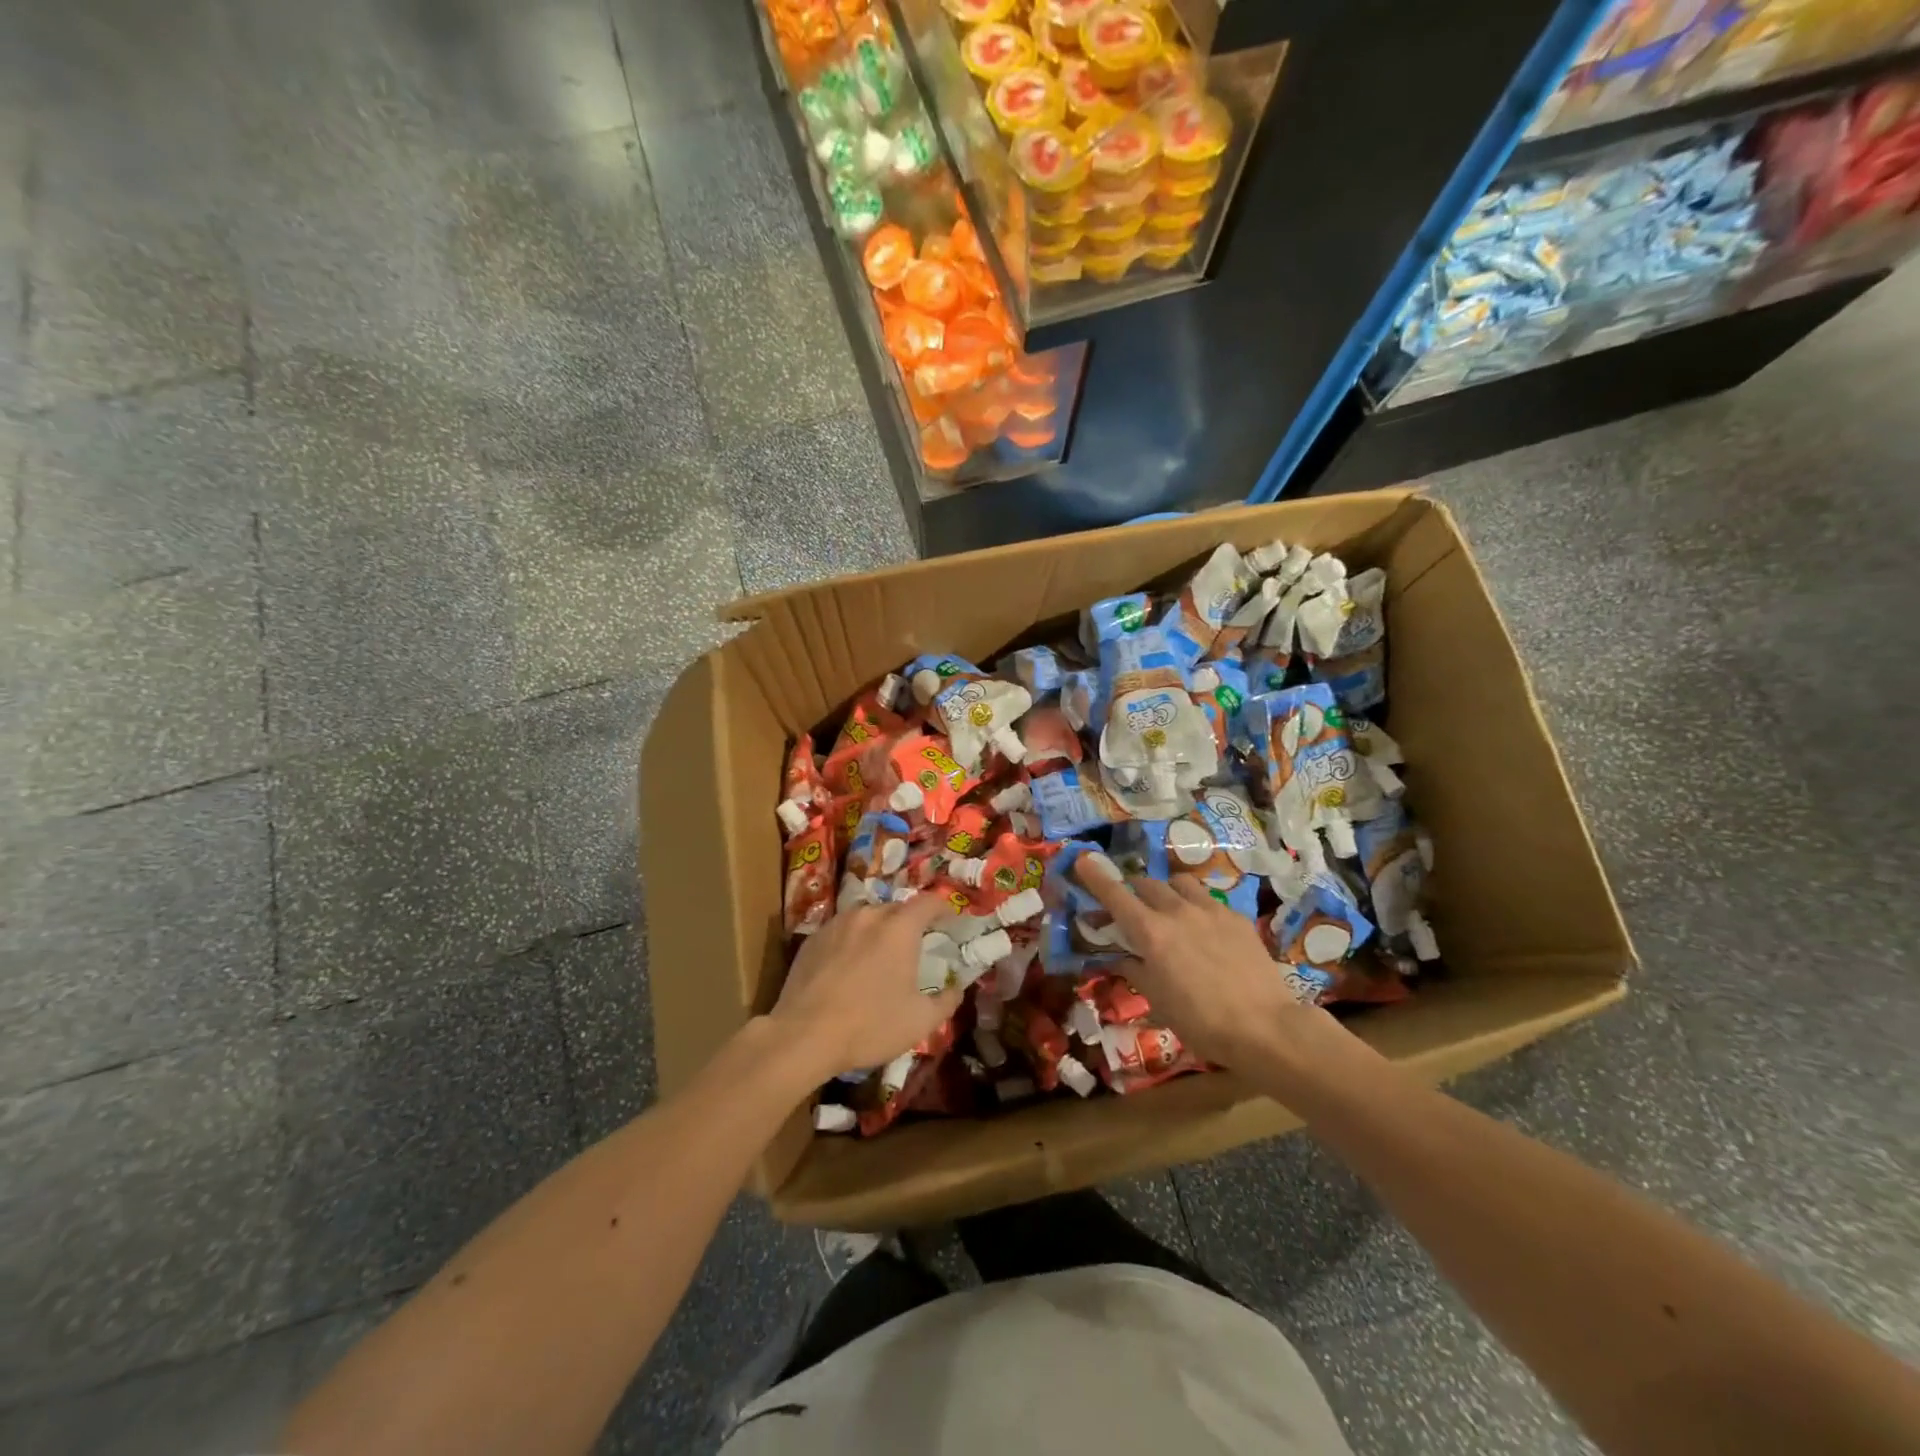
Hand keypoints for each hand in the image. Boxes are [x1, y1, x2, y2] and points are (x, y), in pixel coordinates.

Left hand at [769, 895, 961, 1080]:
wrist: (803, 1035)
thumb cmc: (869, 1026)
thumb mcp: (920, 1021)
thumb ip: (946, 1001)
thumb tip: (957, 988)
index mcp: (899, 928)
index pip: (929, 902)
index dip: (943, 908)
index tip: (951, 921)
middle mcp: (868, 915)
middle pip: (897, 908)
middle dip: (911, 922)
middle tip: (916, 944)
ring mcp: (837, 924)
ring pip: (866, 917)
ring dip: (879, 930)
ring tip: (880, 954)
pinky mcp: (812, 939)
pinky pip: (842, 930)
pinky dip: (853, 940)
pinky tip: (849, 966)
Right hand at [1074, 855, 1343, 1069]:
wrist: (1265, 1027)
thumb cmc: (1201, 1022)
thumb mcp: (1158, 1001)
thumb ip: (1135, 970)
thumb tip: (1120, 957)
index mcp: (1150, 933)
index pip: (1115, 895)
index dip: (1096, 876)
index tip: (1082, 859)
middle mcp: (1177, 911)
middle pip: (1146, 884)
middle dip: (1133, 891)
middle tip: (1132, 909)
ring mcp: (1210, 910)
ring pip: (1179, 883)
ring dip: (1166, 891)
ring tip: (1170, 910)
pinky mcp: (1236, 917)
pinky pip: (1208, 899)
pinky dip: (1196, 906)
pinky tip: (1205, 929)